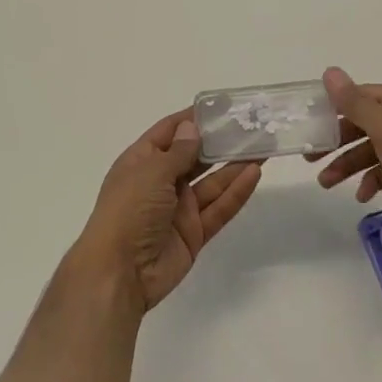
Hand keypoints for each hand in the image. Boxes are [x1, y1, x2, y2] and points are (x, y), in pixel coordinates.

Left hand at [76, 110, 261, 311]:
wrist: (119, 273)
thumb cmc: (128, 211)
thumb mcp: (151, 172)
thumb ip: (178, 152)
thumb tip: (192, 127)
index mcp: (142, 161)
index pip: (170, 131)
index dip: (193, 119)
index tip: (222, 107)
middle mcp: (160, 182)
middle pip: (195, 156)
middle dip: (220, 142)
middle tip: (251, 126)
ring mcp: (178, 209)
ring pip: (212, 182)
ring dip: (234, 165)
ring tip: (262, 146)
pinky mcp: (194, 233)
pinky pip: (218, 208)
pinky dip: (236, 192)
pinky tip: (254, 174)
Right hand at [308, 68, 381, 261]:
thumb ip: (354, 101)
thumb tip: (330, 72)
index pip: (365, 95)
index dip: (337, 105)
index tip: (311, 121)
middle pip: (368, 123)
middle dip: (339, 140)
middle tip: (310, 156)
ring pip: (376, 149)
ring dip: (349, 164)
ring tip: (326, 183)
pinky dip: (373, 180)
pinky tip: (362, 196)